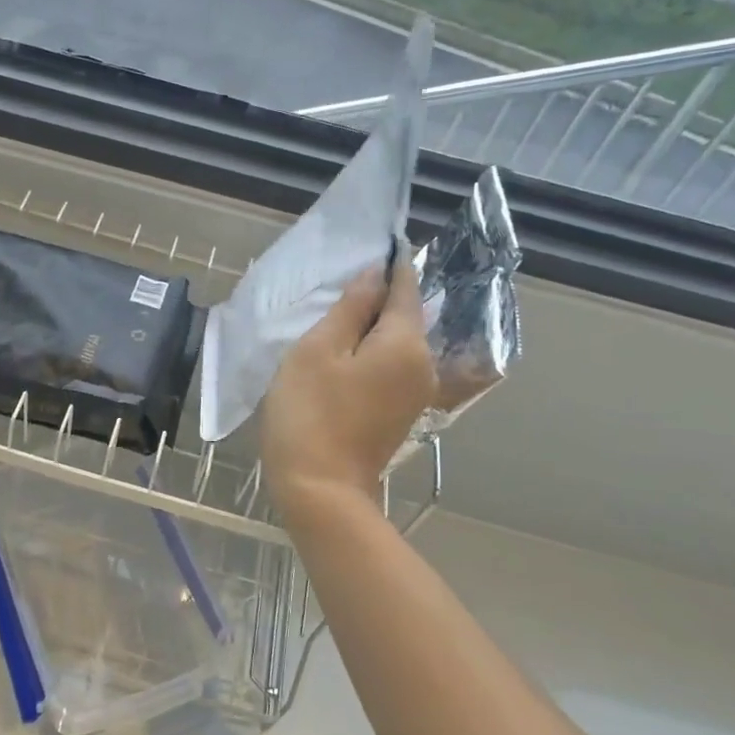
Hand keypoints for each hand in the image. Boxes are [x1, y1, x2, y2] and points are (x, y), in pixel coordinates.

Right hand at [261, 257, 435, 521]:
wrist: (321, 491)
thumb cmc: (311, 413)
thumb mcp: (318, 350)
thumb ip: (350, 308)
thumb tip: (375, 274)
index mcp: (406, 344)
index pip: (405, 289)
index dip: (393, 265)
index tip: (381, 243)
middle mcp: (422, 365)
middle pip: (405, 317)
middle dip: (380, 297)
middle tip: (343, 282)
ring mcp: (415, 393)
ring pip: (397, 343)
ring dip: (372, 326)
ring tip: (337, 315)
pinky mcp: (401, 413)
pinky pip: (391, 366)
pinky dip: (372, 352)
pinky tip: (345, 352)